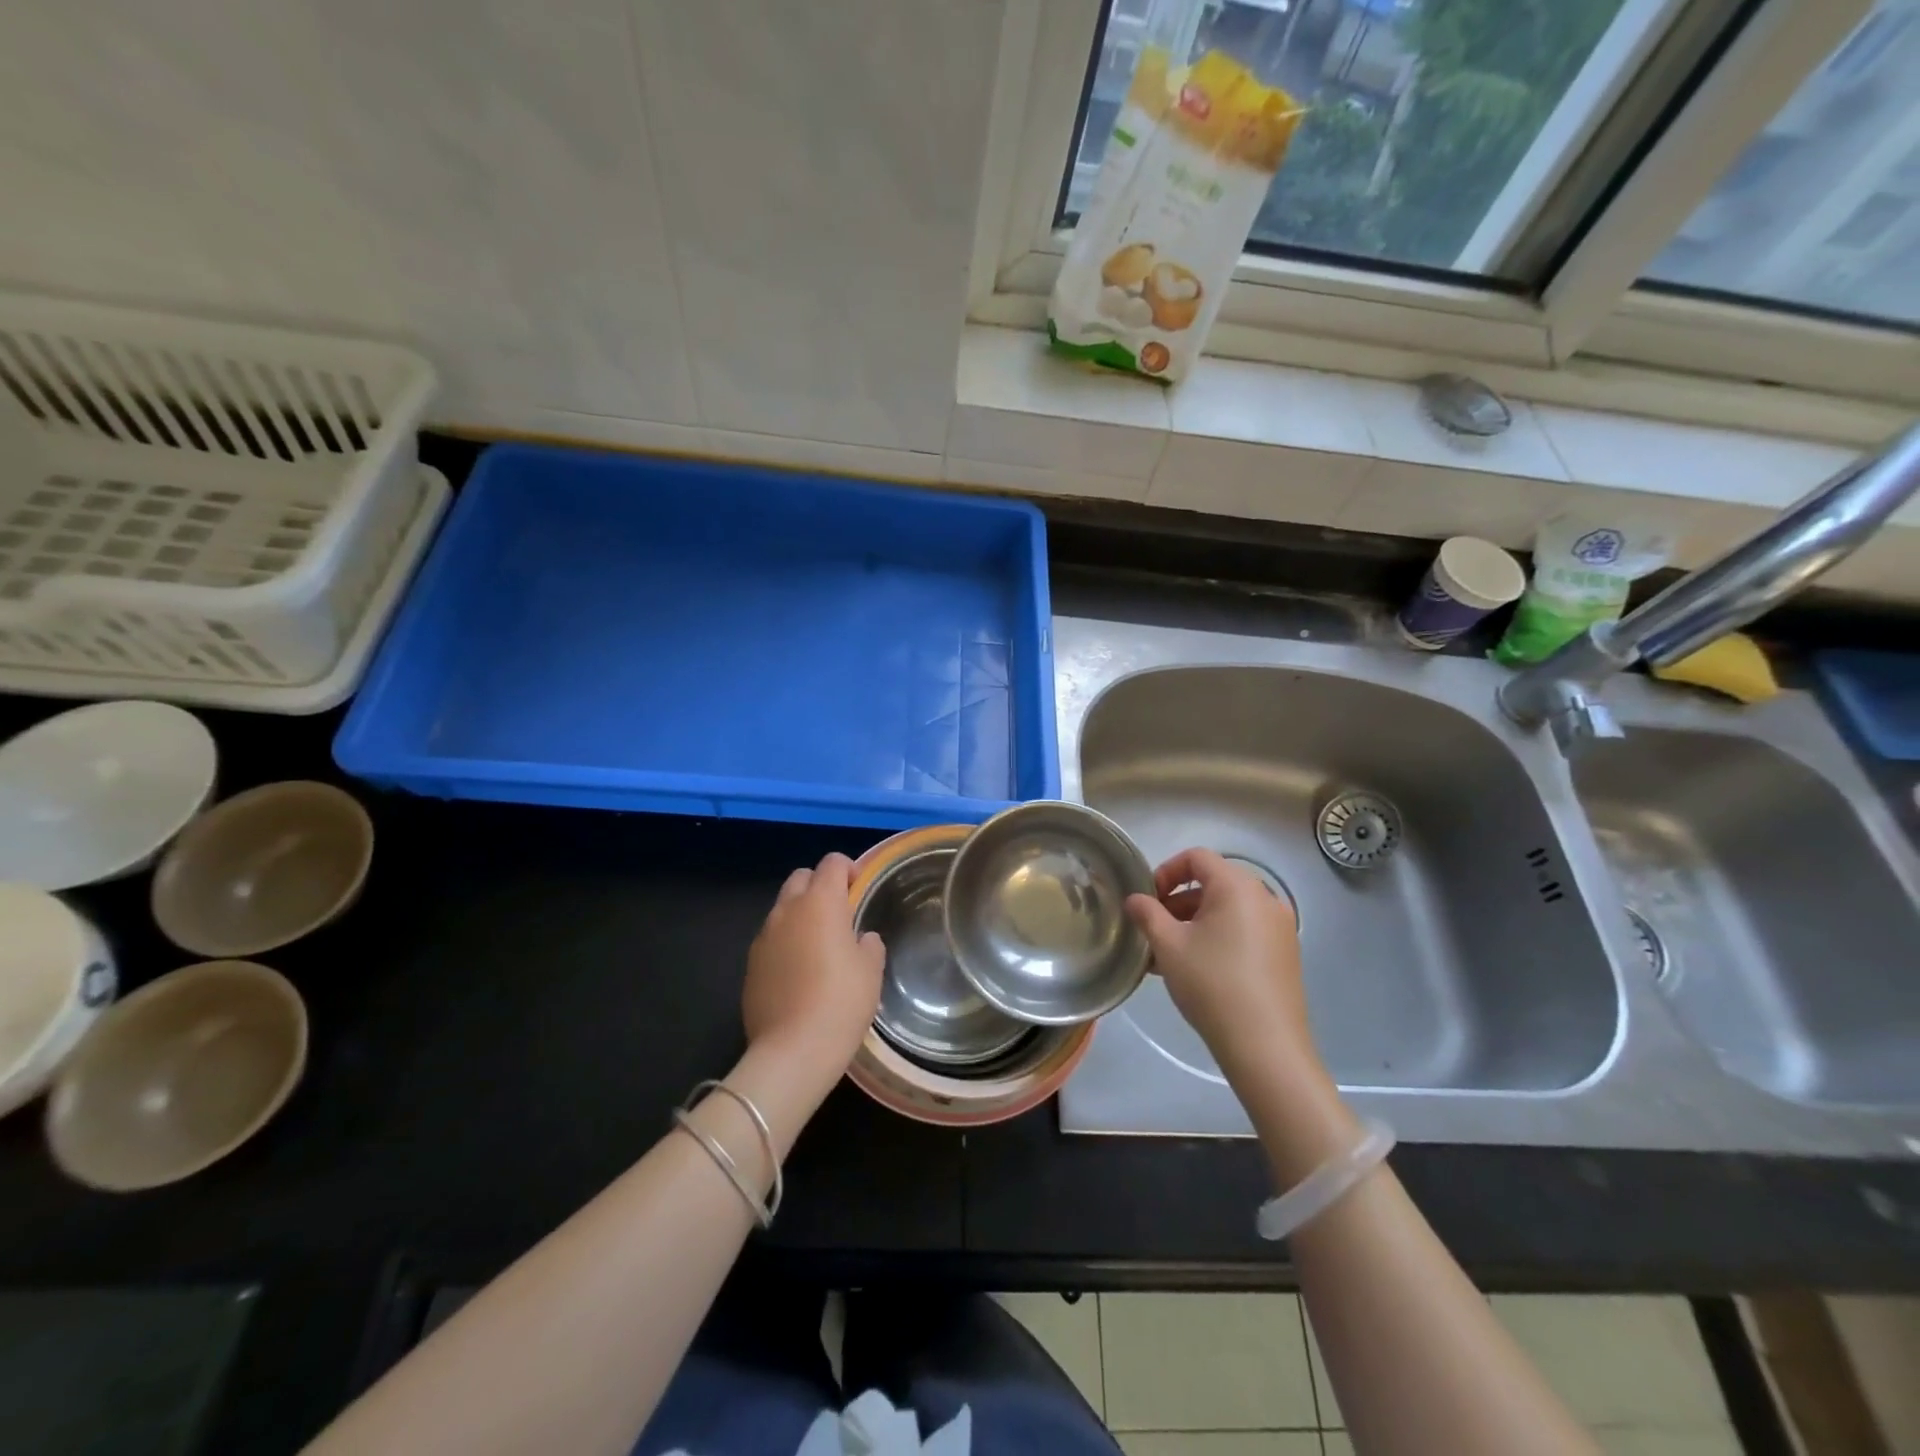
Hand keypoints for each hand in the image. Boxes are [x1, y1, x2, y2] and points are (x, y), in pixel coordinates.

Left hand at [742, 852, 884, 1092]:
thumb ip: (868, 944)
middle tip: (839, 913)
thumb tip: (861, 939)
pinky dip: (786, 941)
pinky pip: (771, 938)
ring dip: (801, 914)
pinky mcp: (751, 964)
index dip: (849, 869)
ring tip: (819, 945)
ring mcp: (764, 936)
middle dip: (820, 885)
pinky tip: (799, 972)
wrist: (792, 1051)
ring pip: (783, 908)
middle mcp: (787, 910)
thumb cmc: (841, 1002)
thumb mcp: (871, 970)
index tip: (860, 889)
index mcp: (821, 902)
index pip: (832, 862)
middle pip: (801, 877)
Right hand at [1125, 848, 1323, 1086]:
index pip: (1196, 857)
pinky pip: (1245, 931)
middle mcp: (1265, 898)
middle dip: (1178, 901)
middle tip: (1154, 930)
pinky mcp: (1285, 954)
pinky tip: (1197, 970)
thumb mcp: (1168, 946)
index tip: (1148, 901)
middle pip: (1213, 883)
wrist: (1265, 1046)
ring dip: (1195, 922)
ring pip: (1228, 910)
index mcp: (1237, 886)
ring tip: (1169, 955)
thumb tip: (1135, 899)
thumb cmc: (1212, 984)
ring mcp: (1280, 927)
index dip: (1166, 871)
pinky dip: (1218, 937)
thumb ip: (1147, 914)